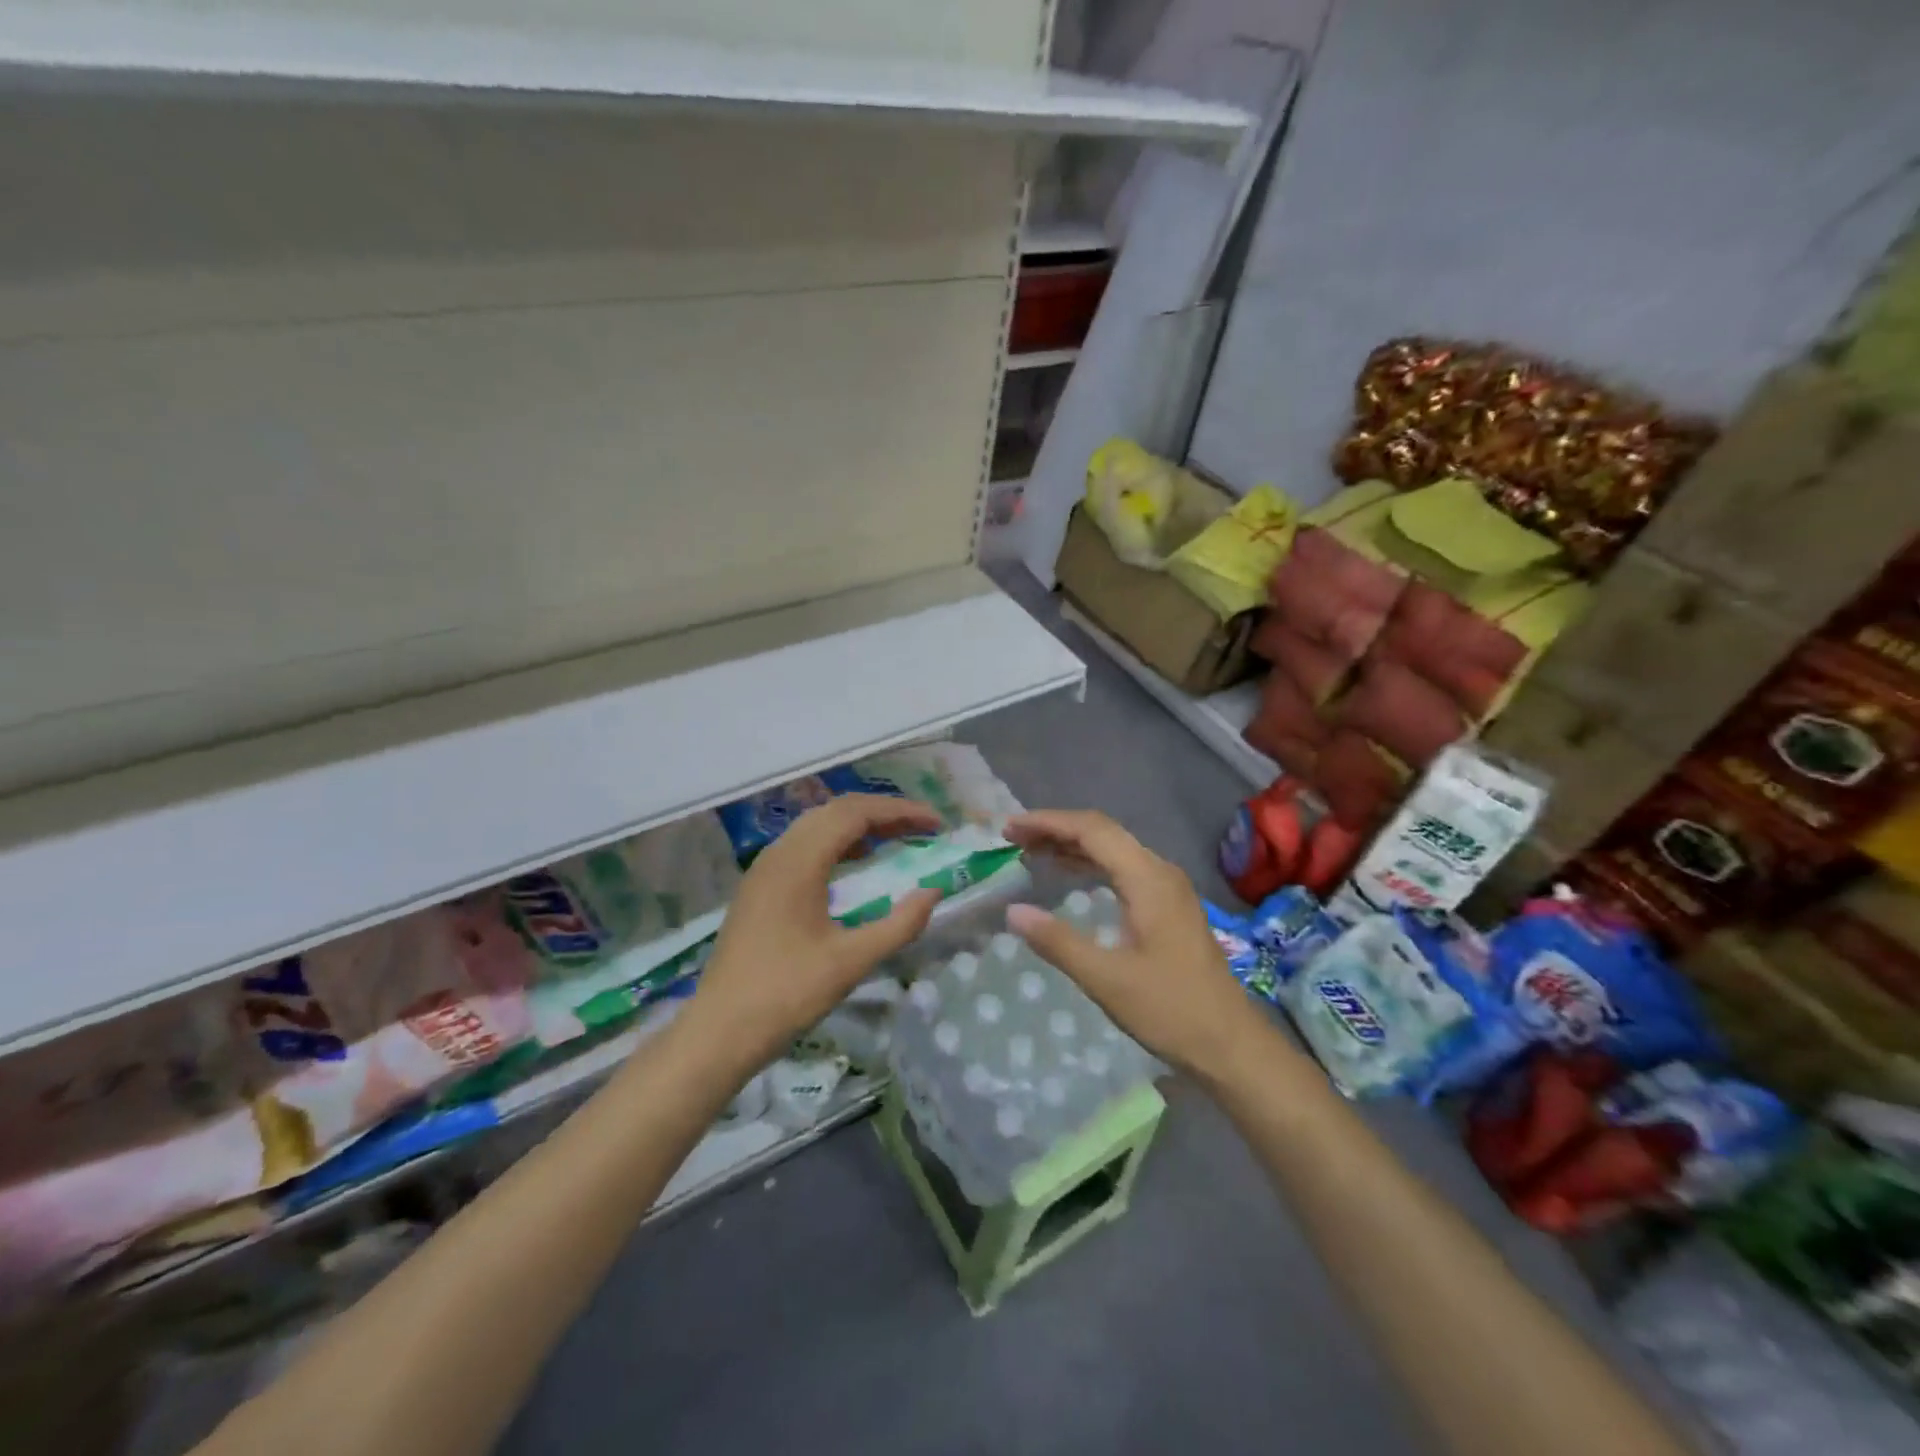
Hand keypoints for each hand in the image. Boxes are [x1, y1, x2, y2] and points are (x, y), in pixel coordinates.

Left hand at [684, 794, 942, 1073]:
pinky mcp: (759, 887)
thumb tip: (933, 892)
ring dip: (859, 825)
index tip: (936, 823)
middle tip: (922, 828)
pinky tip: (855, 863)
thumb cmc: (787, 994)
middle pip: (835, 811)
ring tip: (897, 838)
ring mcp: (764, 869)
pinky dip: (837, 842)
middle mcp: (778, 853)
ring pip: (817, 826)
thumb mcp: (852, 962)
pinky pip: (803, 845)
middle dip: (882, 813)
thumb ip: (899, 924)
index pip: (855, 814)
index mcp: (799, 862)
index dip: (899, 812)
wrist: (719, 1031)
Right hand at [1003, 810, 1265, 1079]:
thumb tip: (1013, 912)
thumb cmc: (1170, 1010)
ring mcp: (1167, 887)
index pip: (1092, 830)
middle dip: (1056, 829)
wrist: (1230, 1044)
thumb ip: (1058, 942)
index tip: (1010, 829)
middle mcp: (1159, 872)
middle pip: (1103, 832)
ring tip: (1031, 851)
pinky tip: (1068, 875)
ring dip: (1072, 845)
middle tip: (1013, 838)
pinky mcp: (1167, 905)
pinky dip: (1090, 864)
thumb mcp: (1107, 980)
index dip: (1048, 823)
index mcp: (1148, 879)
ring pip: (1113, 849)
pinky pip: (1122, 868)